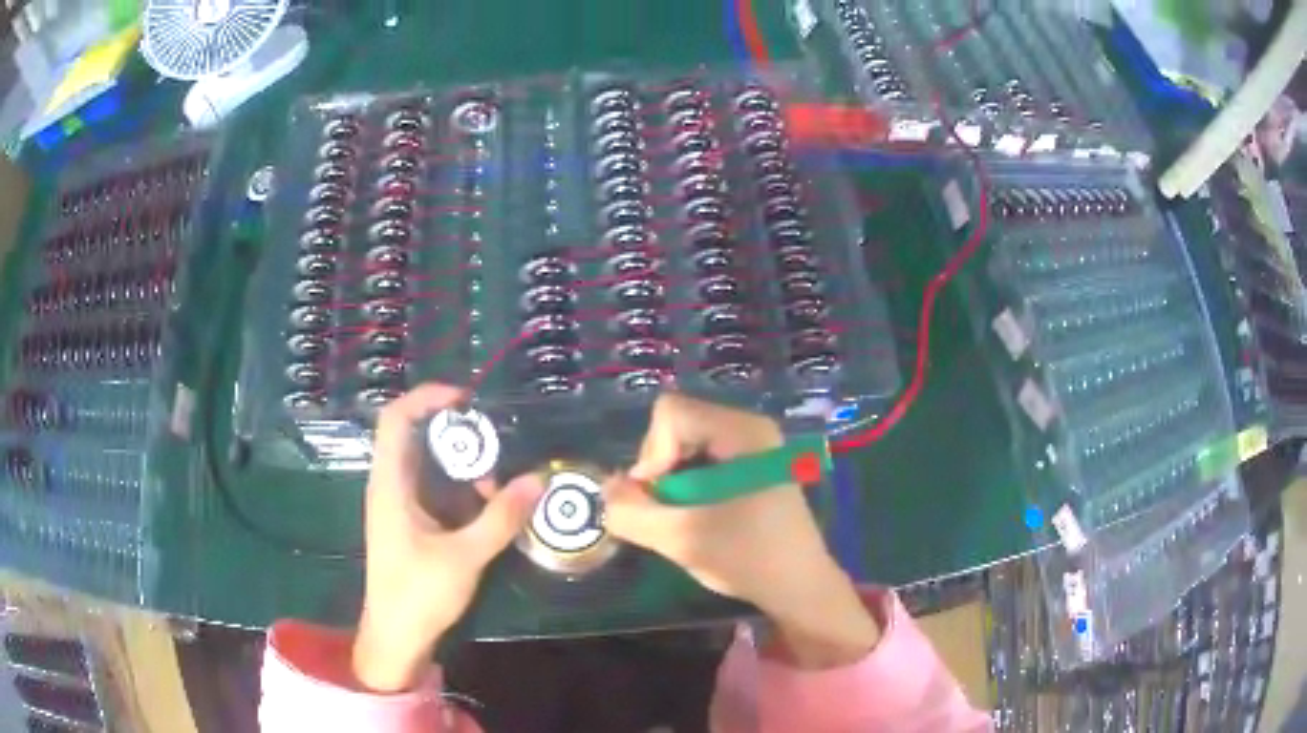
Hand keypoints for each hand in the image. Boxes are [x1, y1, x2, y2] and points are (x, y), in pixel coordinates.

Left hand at [352, 384, 544, 691]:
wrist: (395, 637)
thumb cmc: (418, 594)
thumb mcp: (465, 557)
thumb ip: (500, 519)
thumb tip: (537, 480)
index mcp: (390, 484)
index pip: (396, 418)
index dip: (427, 397)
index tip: (467, 398)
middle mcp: (390, 486)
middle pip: (415, 436)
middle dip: (456, 434)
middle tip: (495, 445)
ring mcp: (398, 505)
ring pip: (428, 464)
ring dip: (462, 465)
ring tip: (496, 485)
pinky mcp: (409, 523)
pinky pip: (434, 489)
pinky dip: (460, 489)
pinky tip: (487, 508)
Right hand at [604, 393, 880, 667]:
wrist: (799, 587)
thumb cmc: (748, 557)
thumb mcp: (681, 537)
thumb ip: (632, 511)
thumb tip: (605, 489)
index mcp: (742, 431)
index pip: (670, 413)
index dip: (651, 453)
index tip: (659, 497)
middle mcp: (749, 428)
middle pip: (676, 426)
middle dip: (660, 469)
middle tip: (669, 511)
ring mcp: (754, 447)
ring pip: (685, 446)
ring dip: (672, 482)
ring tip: (684, 518)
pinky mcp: (752, 467)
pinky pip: (702, 460)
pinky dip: (688, 487)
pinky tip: (699, 518)